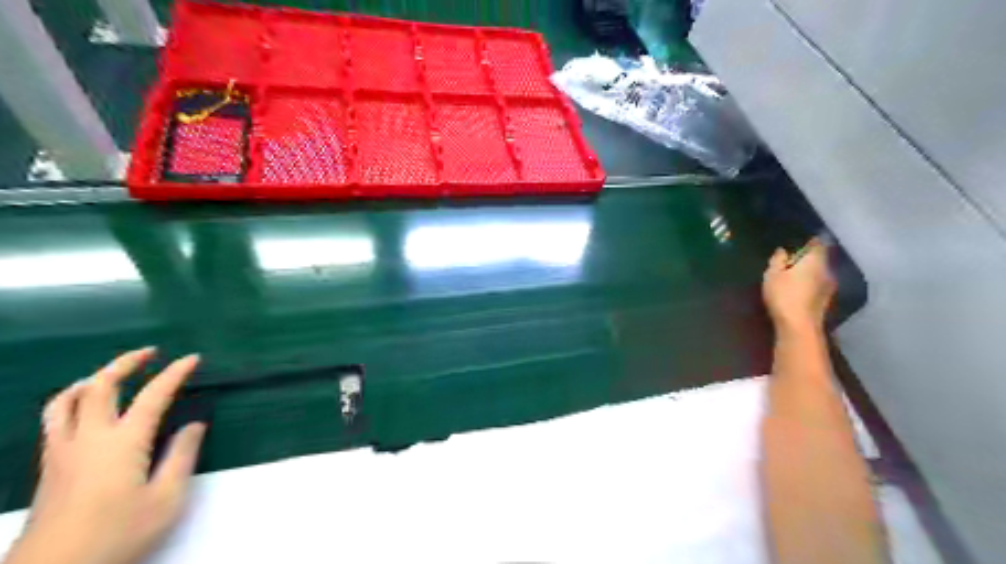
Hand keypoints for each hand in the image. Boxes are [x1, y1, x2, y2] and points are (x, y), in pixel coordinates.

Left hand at [7, 348, 206, 563]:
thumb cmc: (118, 535)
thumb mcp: (166, 499)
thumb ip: (182, 456)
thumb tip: (193, 425)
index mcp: (122, 443)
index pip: (153, 396)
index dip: (175, 373)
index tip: (193, 359)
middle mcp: (88, 439)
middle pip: (99, 387)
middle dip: (126, 363)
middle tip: (151, 352)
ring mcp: (61, 452)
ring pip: (65, 401)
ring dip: (91, 378)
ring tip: (111, 373)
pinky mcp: (48, 467)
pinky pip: (54, 419)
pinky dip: (69, 401)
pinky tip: (82, 408)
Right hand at [767, 239, 838, 333]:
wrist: (799, 325)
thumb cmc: (784, 295)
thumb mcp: (772, 274)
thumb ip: (778, 260)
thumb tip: (783, 251)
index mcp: (815, 259)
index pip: (818, 243)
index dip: (809, 241)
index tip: (799, 242)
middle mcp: (827, 270)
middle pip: (820, 259)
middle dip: (808, 259)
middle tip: (791, 261)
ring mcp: (830, 287)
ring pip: (820, 273)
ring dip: (809, 273)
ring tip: (793, 277)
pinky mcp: (827, 300)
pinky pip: (818, 286)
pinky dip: (810, 285)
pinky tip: (798, 291)